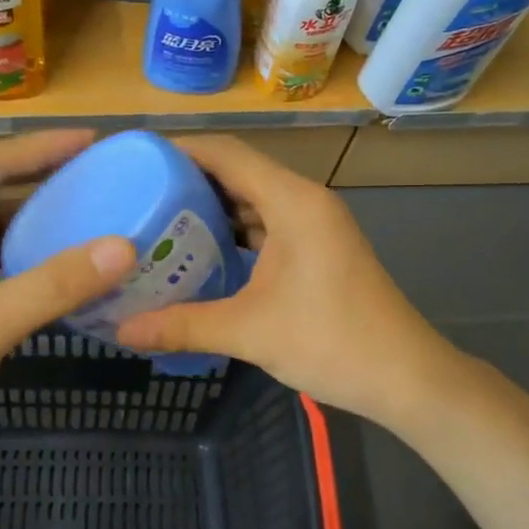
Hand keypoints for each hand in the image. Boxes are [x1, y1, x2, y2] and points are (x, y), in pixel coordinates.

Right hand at [114, 135, 465, 428]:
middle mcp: (304, 201)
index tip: (136, 159)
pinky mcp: (319, 247)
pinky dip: (234, 231)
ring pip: (254, 199)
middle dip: (189, 180)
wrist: (406, 378)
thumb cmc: (331, 342)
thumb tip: (121, 331)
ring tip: (160, 221)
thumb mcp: (249, 332)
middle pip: (239, 172)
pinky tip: (202, 253)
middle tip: (138, 195)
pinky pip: (268, 224)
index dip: (180, 150)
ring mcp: (315, 224)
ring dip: (212, 208)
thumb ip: (182, 325)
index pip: (227, 154)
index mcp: (292, 202)